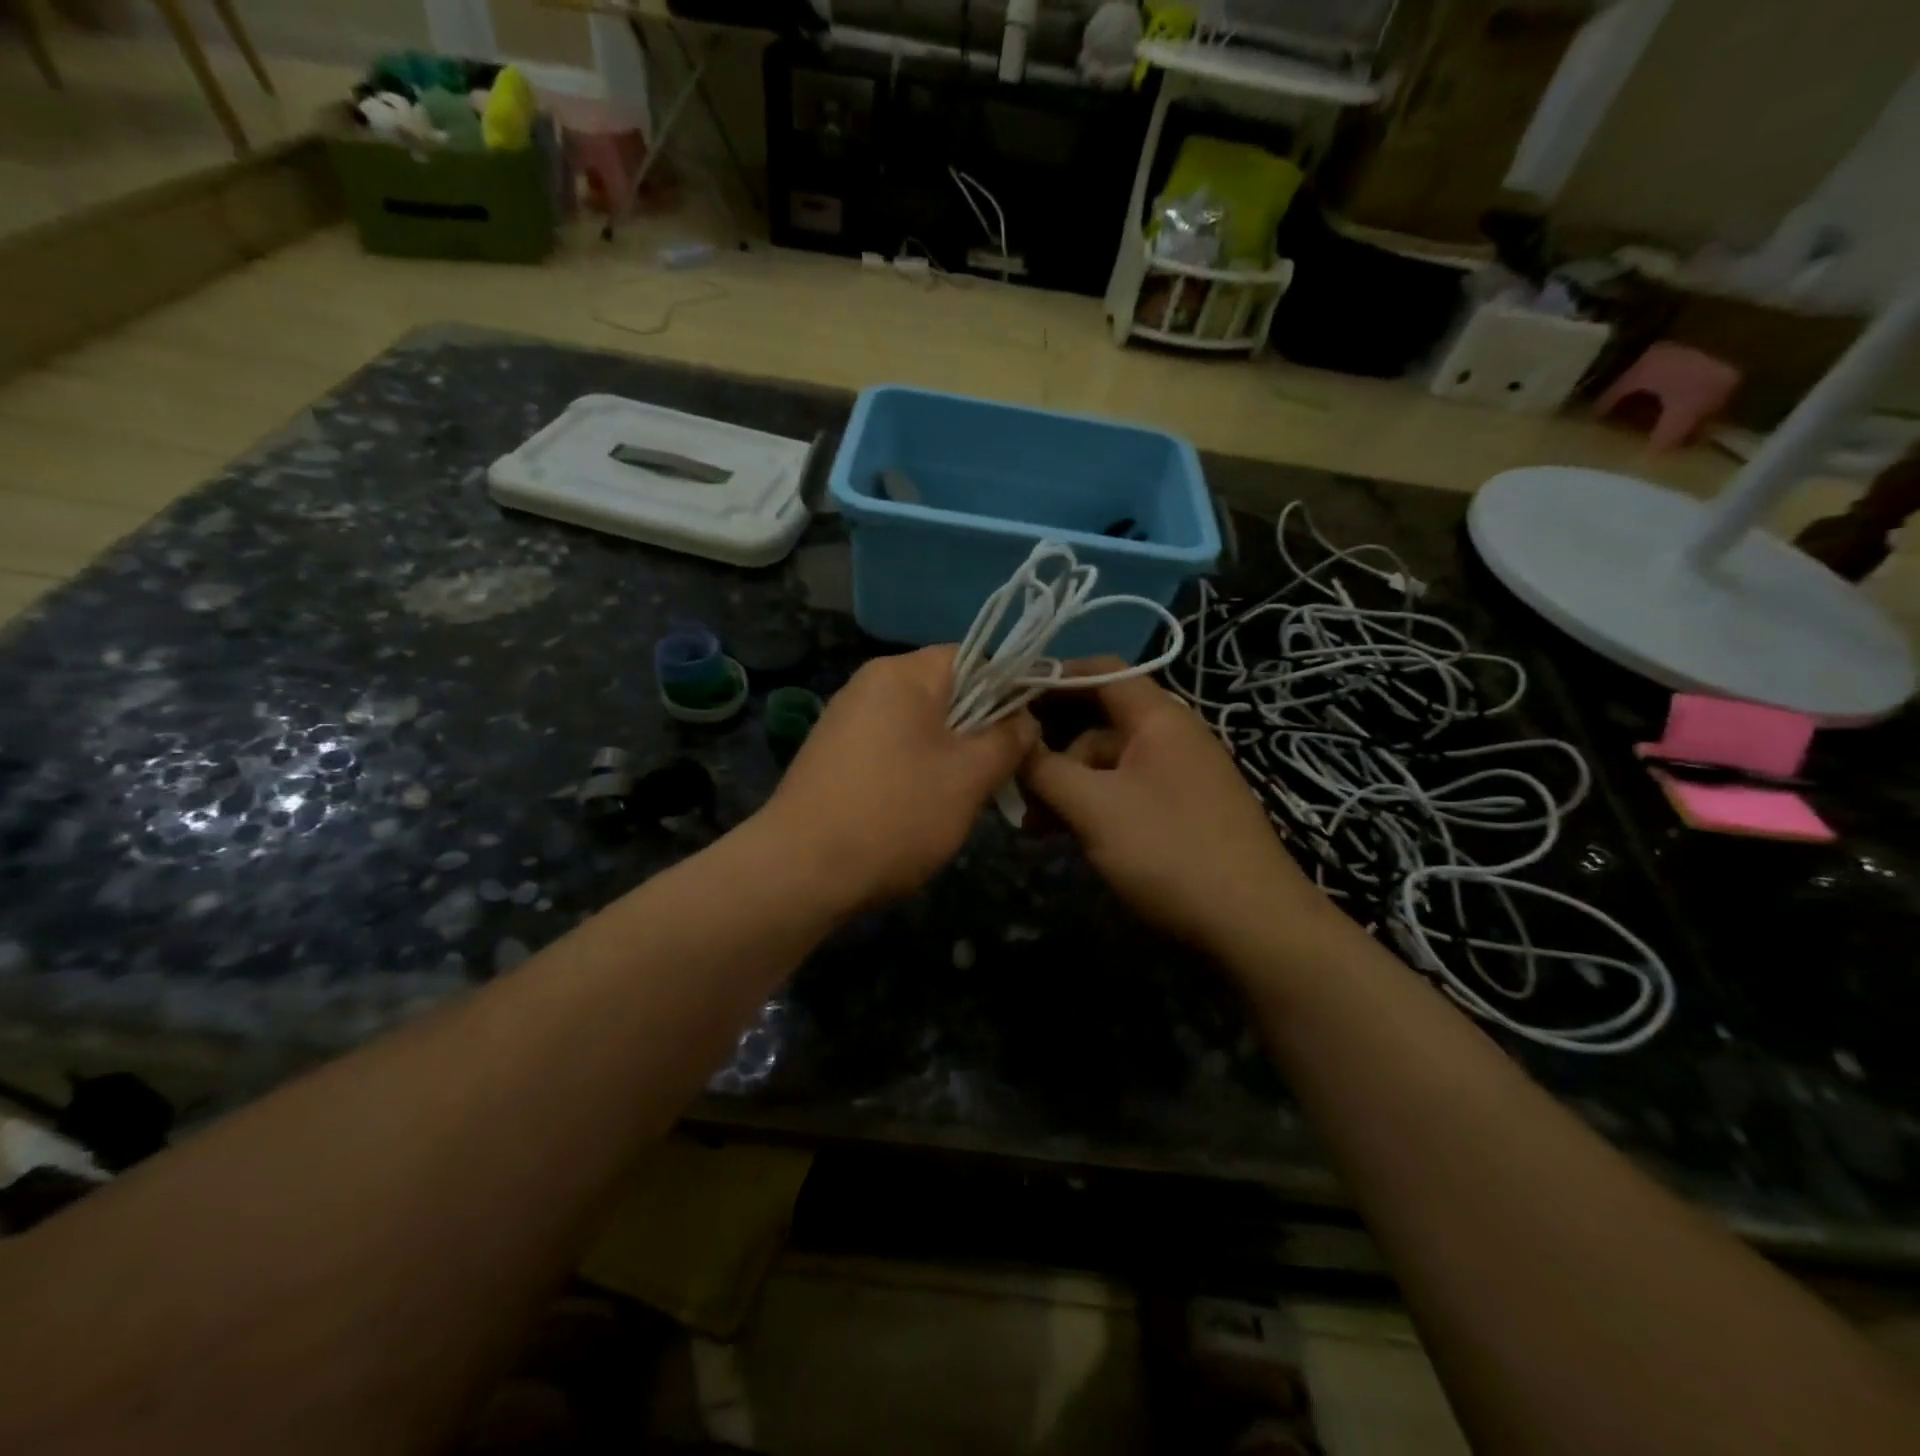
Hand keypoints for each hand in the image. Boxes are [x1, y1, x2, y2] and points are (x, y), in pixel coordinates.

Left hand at [758, 646, 1037, 907]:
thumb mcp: (969, 777)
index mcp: (903, 673)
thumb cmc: (896, 814)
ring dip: (951, 753)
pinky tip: (920, 808)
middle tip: (1000, 773)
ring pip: (920, 724)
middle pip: (947, 691)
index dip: (1011, 689)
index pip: (975, 658)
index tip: (1029, 732)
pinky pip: (892, 747)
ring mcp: (846, 719)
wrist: (800, 871)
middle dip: (981, 728)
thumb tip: (1024, 719)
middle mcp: (870, 683)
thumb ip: (1007, 740)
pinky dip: (917, 768)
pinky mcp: (833, 754)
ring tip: (963, 798)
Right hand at [1021, 667, 1324, 957]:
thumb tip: (1011, 743)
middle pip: (1096, 720)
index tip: (1005, 701)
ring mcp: (1175, 775)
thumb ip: (1045, 769)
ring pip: (1104, 763)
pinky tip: (1063, 836)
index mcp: (1158, 718)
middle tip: (1009, 778)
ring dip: (1064, 784)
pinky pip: (1121, 792)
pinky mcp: (1177, 811)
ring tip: (1031, 824)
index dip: (1051, 677)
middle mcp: (1169, 736)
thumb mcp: (1095, 807)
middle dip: (1049, 746)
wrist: (1254, 926)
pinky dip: (1089, 806)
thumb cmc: (1170, 851)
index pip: (1100, 671)